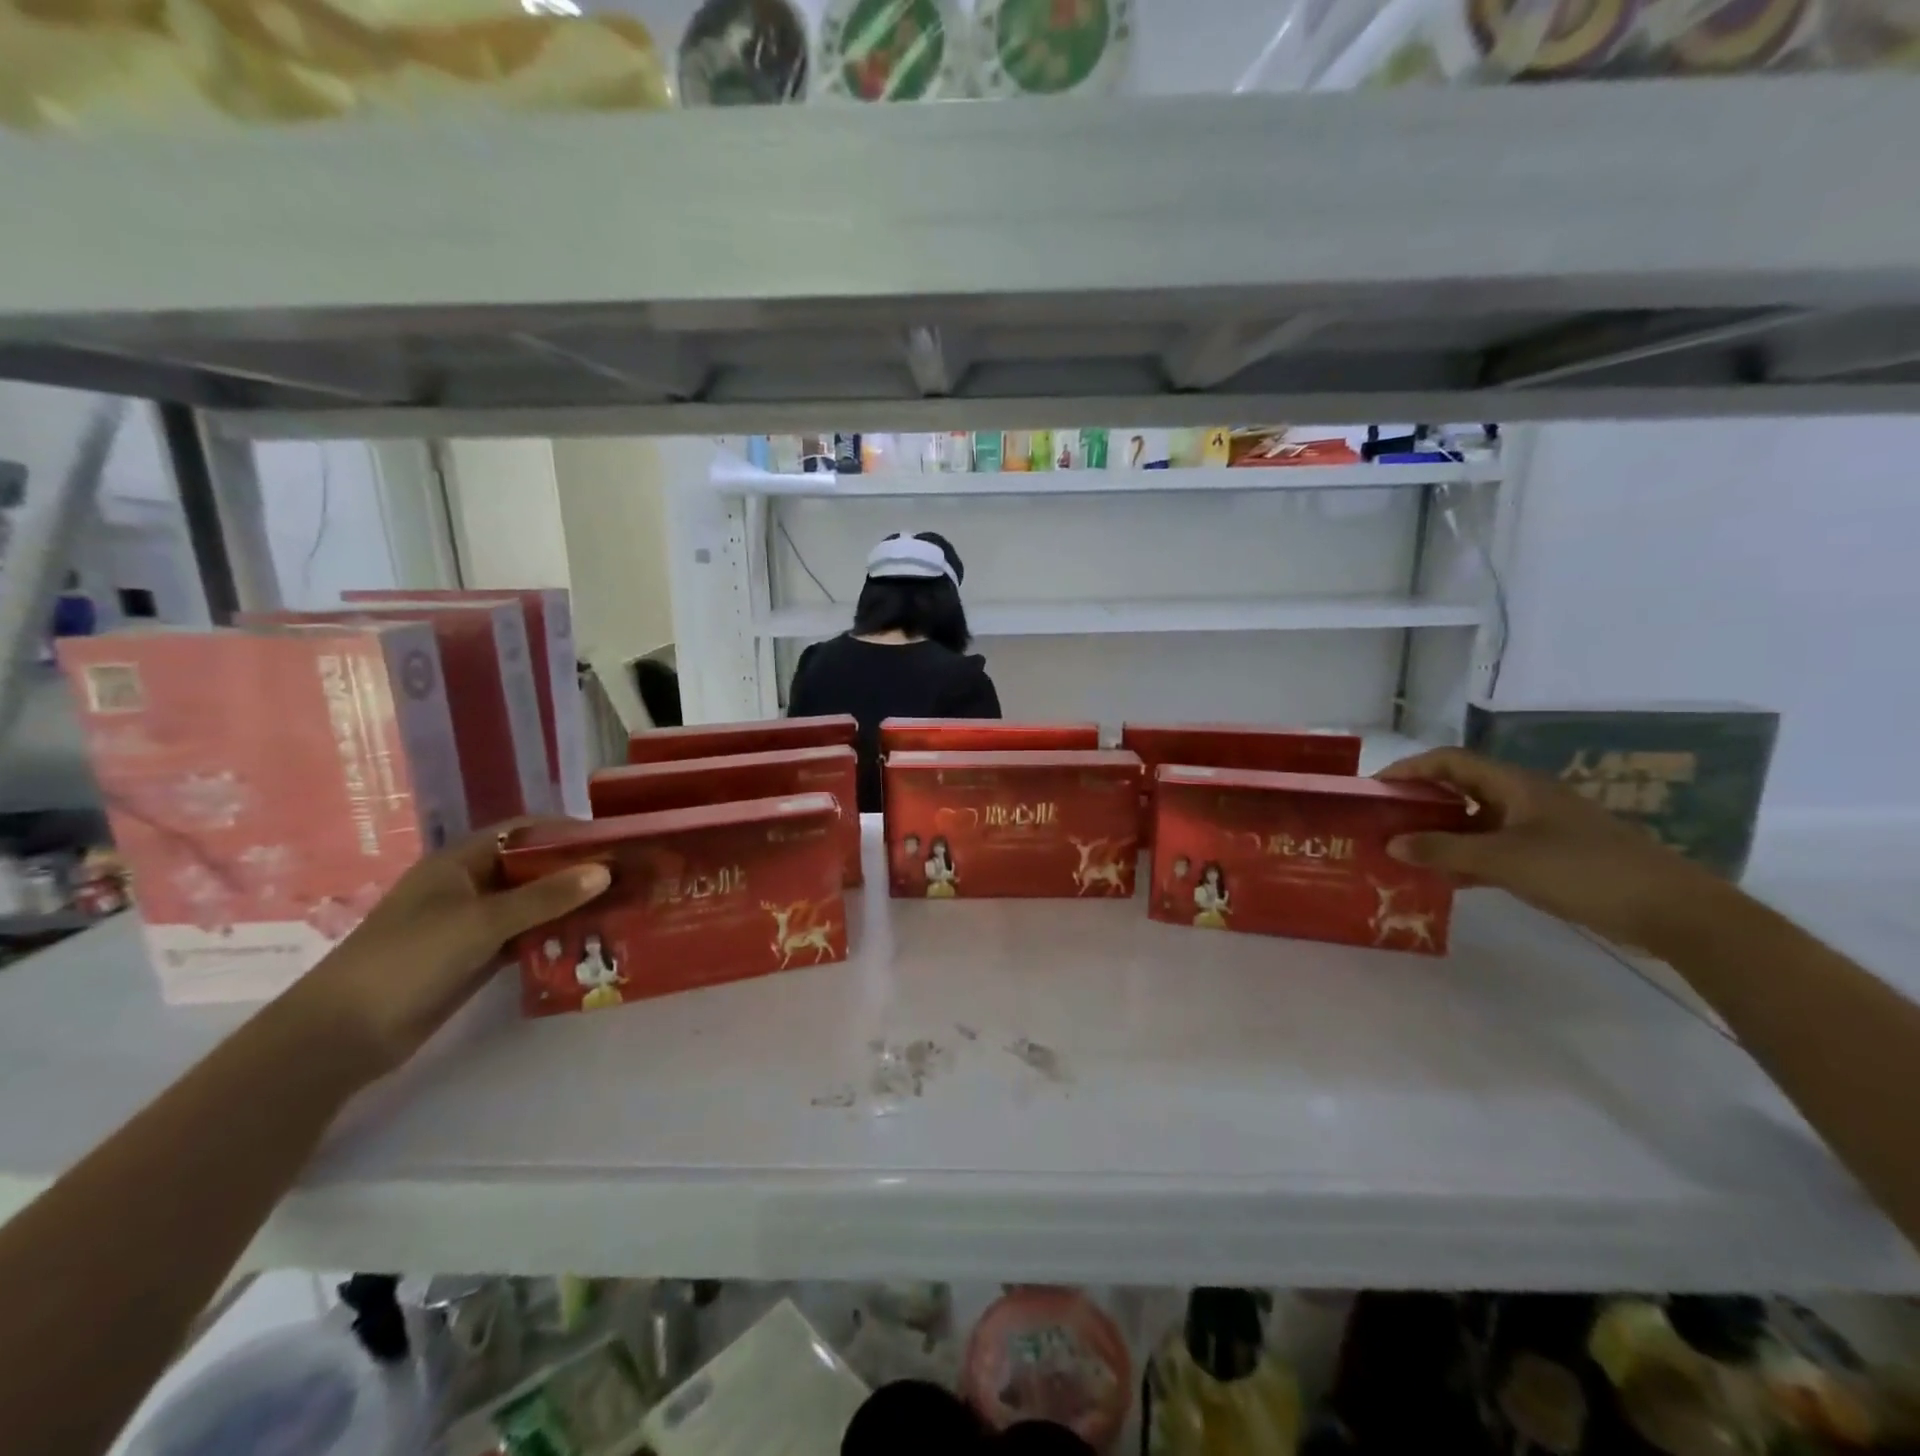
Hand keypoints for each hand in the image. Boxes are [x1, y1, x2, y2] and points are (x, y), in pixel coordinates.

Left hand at [283, 823, 609, 1080]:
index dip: (566, 831)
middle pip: (532, 868)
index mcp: (460, 862)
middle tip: (626, 879)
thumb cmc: (408, 960)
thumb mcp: (481, 922)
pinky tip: (588, 942)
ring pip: (531, 905)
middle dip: (576, 872)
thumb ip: (545, 897)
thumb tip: (605, 870)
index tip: (612, 842)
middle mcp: (469, 886)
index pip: (523, 831)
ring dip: (568, 907)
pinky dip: (553, 937)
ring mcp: (471, 924)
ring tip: (618, 910)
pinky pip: (524, 937)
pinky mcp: (475, 958)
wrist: (341, 1037)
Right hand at [1377, 748, 1723, 947]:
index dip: (1409, 769)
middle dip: (1419, 801)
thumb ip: (1444, 850)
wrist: (1676, 912)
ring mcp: (1540, 828)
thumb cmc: (1585, 871)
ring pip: (1476, 820)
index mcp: (1516, 785)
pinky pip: (1494, 847)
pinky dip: (1466, 857)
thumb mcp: (1505, 860)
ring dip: (1440, 833)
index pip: (1449, 761)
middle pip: (1460, 788)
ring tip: (1405, 851)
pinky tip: (1446, 878)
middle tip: (1383, 820)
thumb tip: (1391, 843)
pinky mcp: (1552, 856)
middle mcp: (1524, 798)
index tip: (1374, 789)